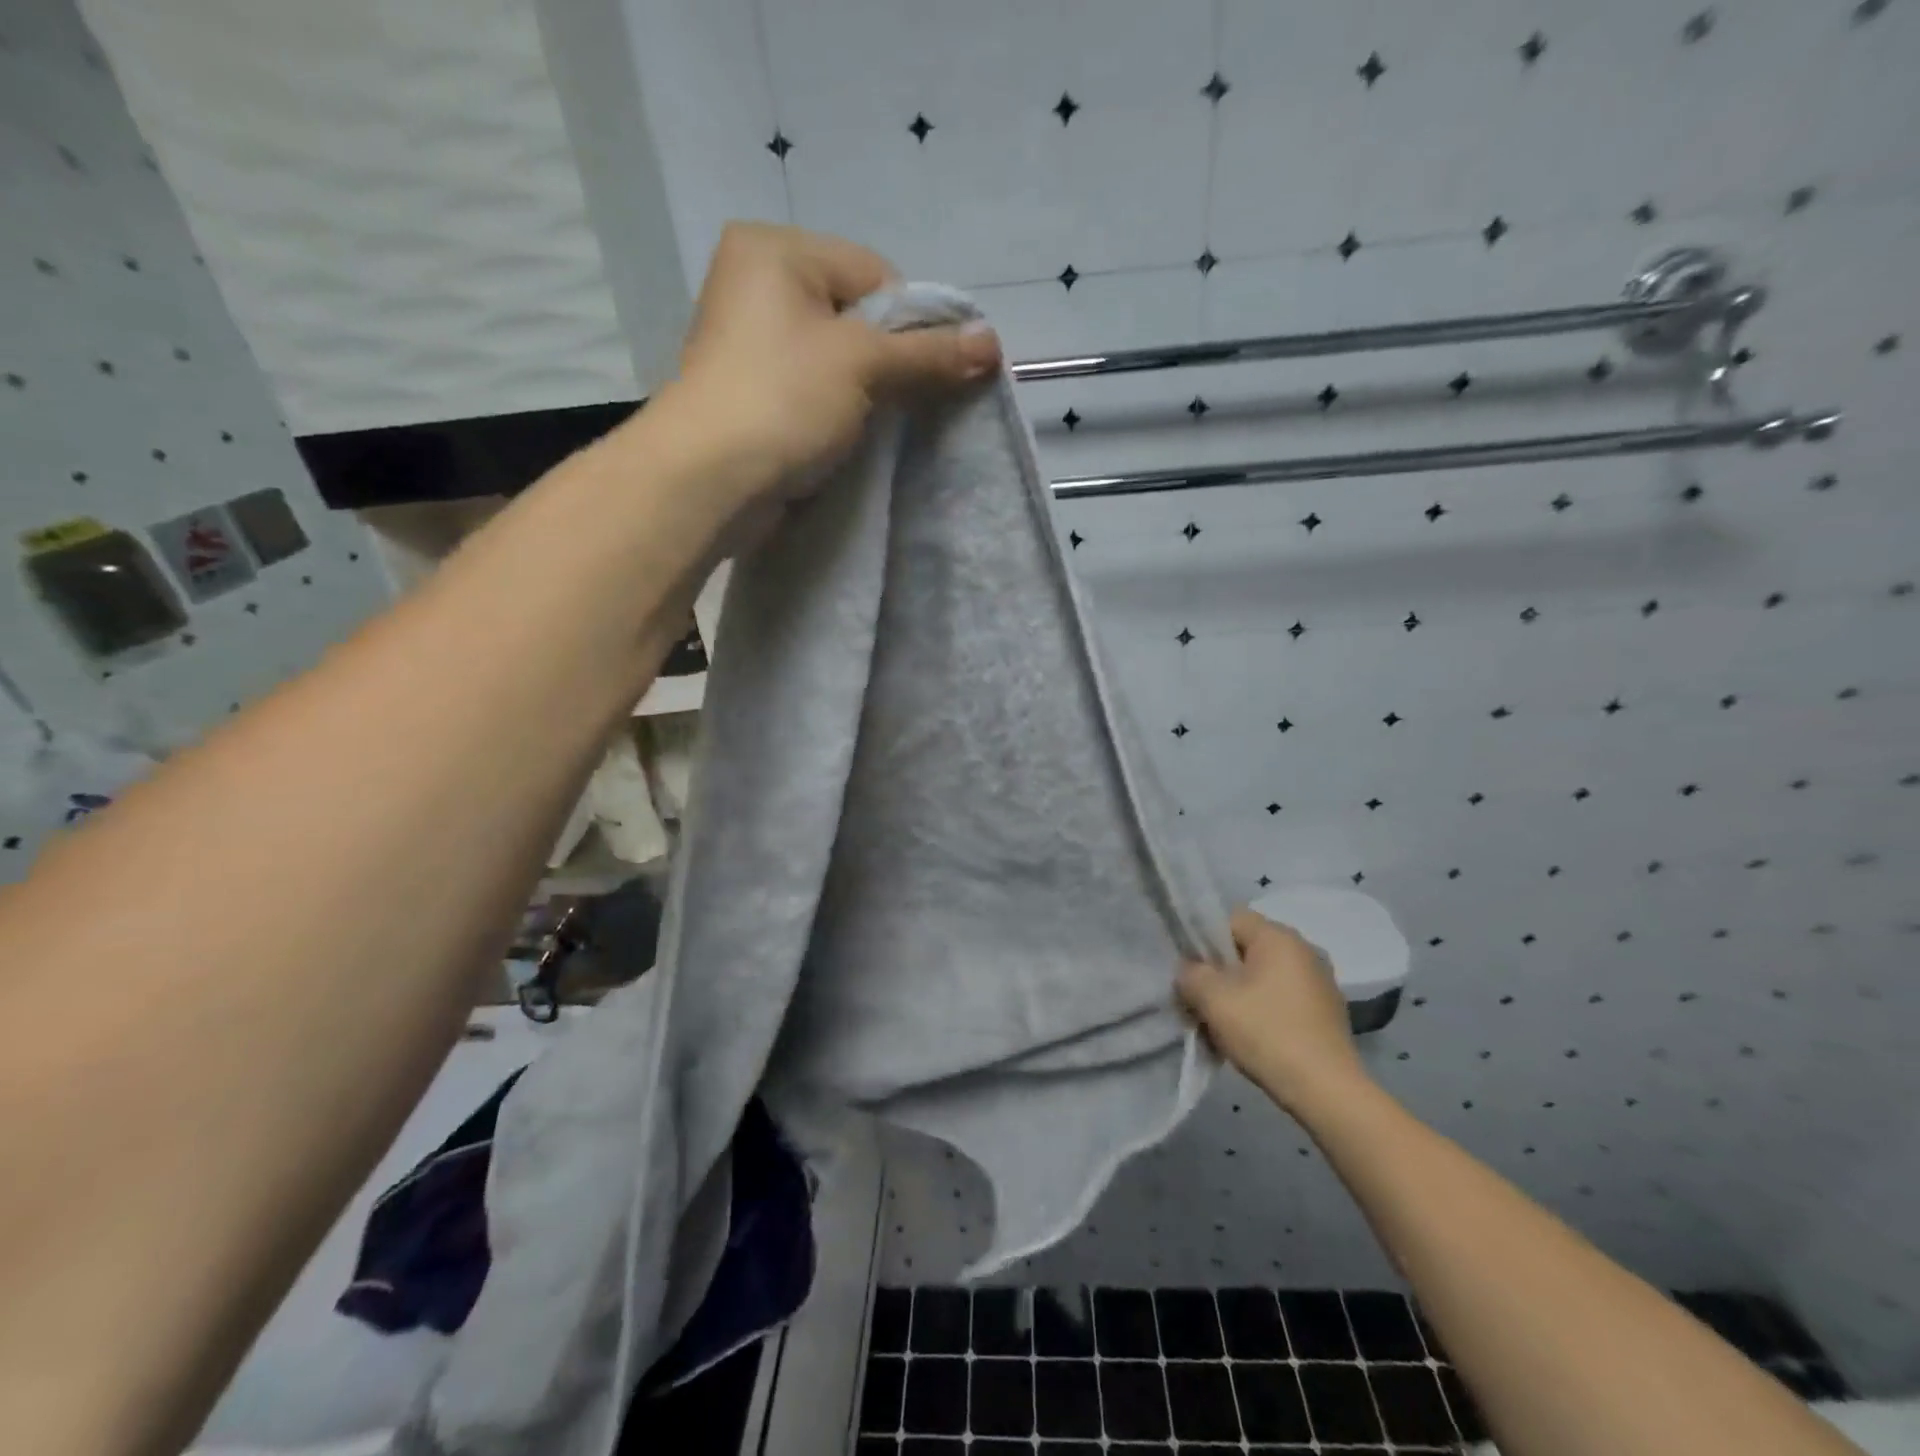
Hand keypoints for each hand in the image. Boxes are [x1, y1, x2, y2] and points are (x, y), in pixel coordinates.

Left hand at [664, 222, 1000, 539]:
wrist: (708, 482)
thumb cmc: (783, 400)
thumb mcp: (864, 365)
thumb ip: (929, 353)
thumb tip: (994, 343)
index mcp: (774, 250)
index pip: (874, 273)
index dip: (913, 323)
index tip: (934, 371)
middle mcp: (756, 285)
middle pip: (857, 316)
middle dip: (892, 361)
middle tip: (910, 401)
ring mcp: (749, 343)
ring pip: (837, 359)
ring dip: (867, 392)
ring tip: (879, 424)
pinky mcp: (751, 393)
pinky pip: (813, 390)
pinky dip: (839, 411)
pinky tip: (850, 436)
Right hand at [1178, 908, 1369, 1114]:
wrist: (1327, 1091)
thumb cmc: (1266, 1033)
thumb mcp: (1213, 1000)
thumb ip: (1191, 974)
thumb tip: (1190, 970)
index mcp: (1279, 937)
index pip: (1230, 920)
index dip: (1204, 940)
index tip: (1192, 970)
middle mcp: (1305, 949)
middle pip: (1248, 948)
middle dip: (1222, 970)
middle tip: (1204, 999)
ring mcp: (1322, 981)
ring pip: (1266, 975)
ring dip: (1243, 992)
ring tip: (1227, 1023)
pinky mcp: (1329, 1011)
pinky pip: (1285, 997)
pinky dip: (1266, 1009)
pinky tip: (1256, 1036)